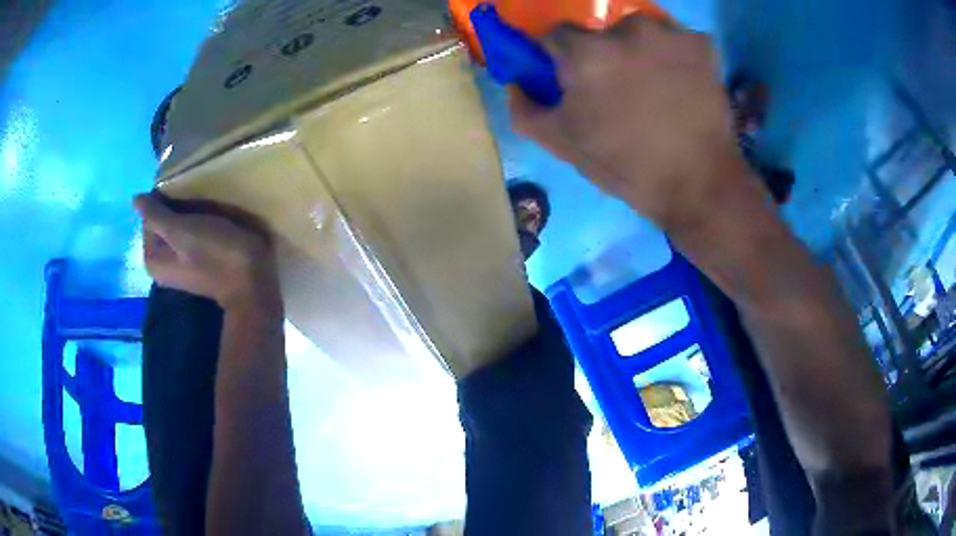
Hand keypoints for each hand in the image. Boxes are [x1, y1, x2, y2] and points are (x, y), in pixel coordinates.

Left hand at [133, 192, 280, 309]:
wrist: (252, 283)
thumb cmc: (216, 254)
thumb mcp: (182, 230)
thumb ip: (156, 215)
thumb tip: (135, 200)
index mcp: (152, 258)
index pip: (149, 215)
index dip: (166, 202)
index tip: (187, 201)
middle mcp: (160, 264)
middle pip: (161, 222)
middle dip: (177, 210)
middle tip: (199, 208)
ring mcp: (177, 266)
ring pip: (175, 228)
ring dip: (189, 217)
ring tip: (207, 215)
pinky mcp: (194, 265)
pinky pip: (186, 237)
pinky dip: (196, 227)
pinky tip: (211, 227)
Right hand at [510, 17, 757, 234]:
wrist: (700, 186)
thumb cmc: (627, 166)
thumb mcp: (562, 145)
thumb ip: (525, 110)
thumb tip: (516, 83)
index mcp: (586, 52)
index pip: (555, 35)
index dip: (560, 58)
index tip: (571, 79)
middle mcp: (626, 28)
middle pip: (600, 33)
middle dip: (602, 56)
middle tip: (619, 91)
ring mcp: (669, 32)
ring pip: (639, 32)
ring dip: (639, 51)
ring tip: (654, 88)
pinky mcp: (701, 43)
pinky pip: (675, 40)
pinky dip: (674, 57)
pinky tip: (681, 85)